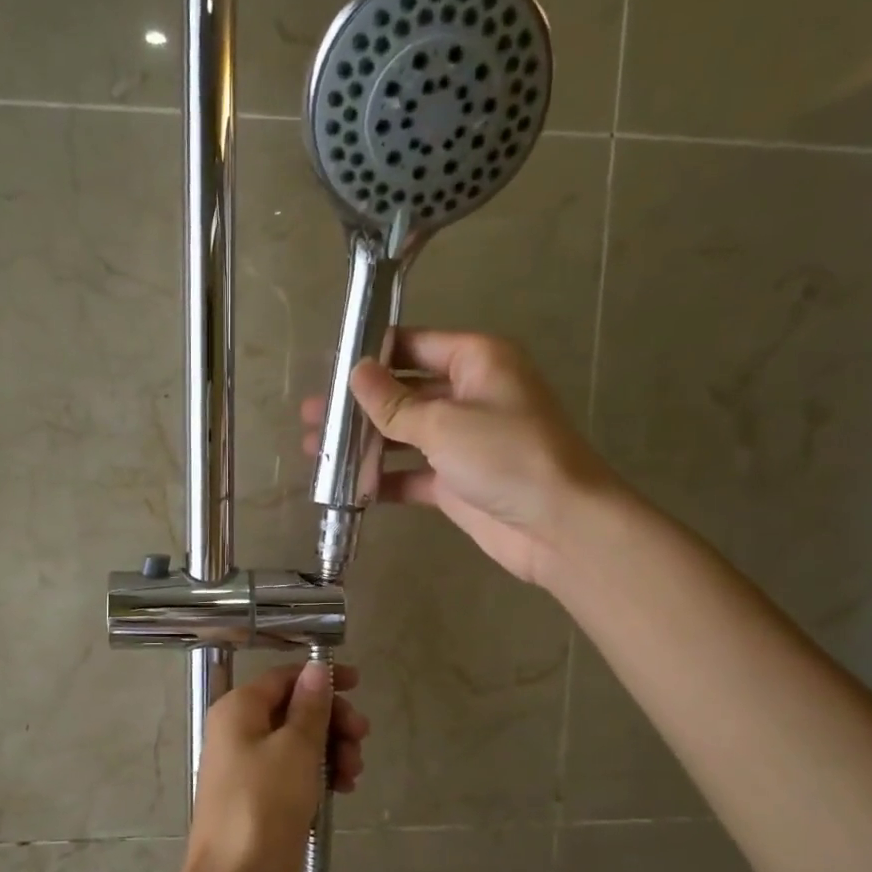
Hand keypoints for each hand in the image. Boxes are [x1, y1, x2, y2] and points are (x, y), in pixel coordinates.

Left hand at [183, 662, 369, 871]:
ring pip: (299, 745)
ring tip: (352, 774)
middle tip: (362, 737)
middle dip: (332, 721)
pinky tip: (343, 789)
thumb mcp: (295, 748)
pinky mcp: (263, 802)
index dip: (321, 678)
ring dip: (332, 751)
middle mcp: (239, 734)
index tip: (358, 685)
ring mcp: (249, 770)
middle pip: (294, 711)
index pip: (283, 678)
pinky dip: (320, 776)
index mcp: (238, 711)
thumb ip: (310, 706)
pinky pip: (296, 775)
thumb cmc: (265, 805)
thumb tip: (316, 668)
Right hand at [302, 330, 608, 586]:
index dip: (373, 354)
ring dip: (363, 443)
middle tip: (313, 415)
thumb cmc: (506, 456)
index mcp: (476, 362)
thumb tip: (356, 372)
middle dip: (359, 404)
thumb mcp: (443, 423)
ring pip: (403, 435)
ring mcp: (463, 442)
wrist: (558, 526)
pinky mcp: (456, 483)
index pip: (415, 345)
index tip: (330, 367)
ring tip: (316, 450)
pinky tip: (345, 486)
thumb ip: (394, 402)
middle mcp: (469, 395)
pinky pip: (410, 475)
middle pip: (404, 392)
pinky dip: (382, 480)